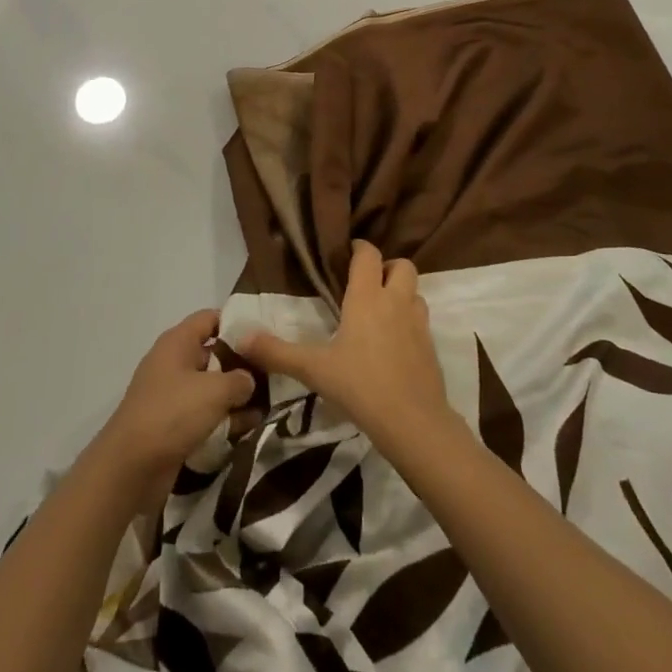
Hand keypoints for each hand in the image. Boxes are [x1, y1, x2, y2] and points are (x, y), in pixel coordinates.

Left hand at [94, 310, 257, 503]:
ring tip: (271, 403)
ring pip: (211, 386)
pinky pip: (204, 413)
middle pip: (213, 352)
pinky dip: (224, 418)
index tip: (264, 335)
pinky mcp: (173, 423)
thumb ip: (239, 379)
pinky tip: (250, 428)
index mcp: (177, 342)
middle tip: (275, 372)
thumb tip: (249, 380)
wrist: (131, 467)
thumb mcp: (214, 391)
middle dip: (242, 363)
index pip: (210, 318)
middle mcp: (173, 362)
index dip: (237, 322)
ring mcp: (171, 394)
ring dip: (235, 395)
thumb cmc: (173, 413)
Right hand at [239, 241, 455, 457]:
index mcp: (367, 298)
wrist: (414, 423)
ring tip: (381, 311)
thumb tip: (240, 337)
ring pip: (416, 293)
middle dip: (387, 267)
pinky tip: (393, 343)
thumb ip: (277, 352)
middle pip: (402, 266)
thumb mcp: (313, 369)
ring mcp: (418, 325)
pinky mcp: (431, 348)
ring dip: (401, 294)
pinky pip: (422, 321)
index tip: (346, 253)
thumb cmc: (360, 386)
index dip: (359, 248)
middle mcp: (396, 302)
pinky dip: (409, 322)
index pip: (369, 255)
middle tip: (367, 283)